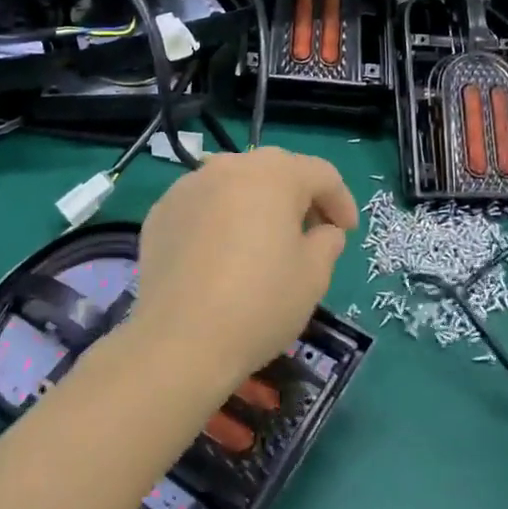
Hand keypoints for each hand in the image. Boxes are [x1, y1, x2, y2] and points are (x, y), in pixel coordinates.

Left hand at [132, 148, 358, 385]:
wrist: (178, 341)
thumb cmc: (260, 303)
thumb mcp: (314, 275)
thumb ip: (327, 242)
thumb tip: (322, 232)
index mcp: (274, 174)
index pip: (321, 174)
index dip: (342, 202)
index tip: (347, 233)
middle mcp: (229, 167)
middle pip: (276, 172)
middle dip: (299, 199)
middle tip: (311, 234)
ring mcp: (188, 187)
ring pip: (235, 186)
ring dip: (257, 206)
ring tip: (264, 242)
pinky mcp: (160, 213)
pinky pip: (203, 207)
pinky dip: (221, 221)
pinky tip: (222, 256)